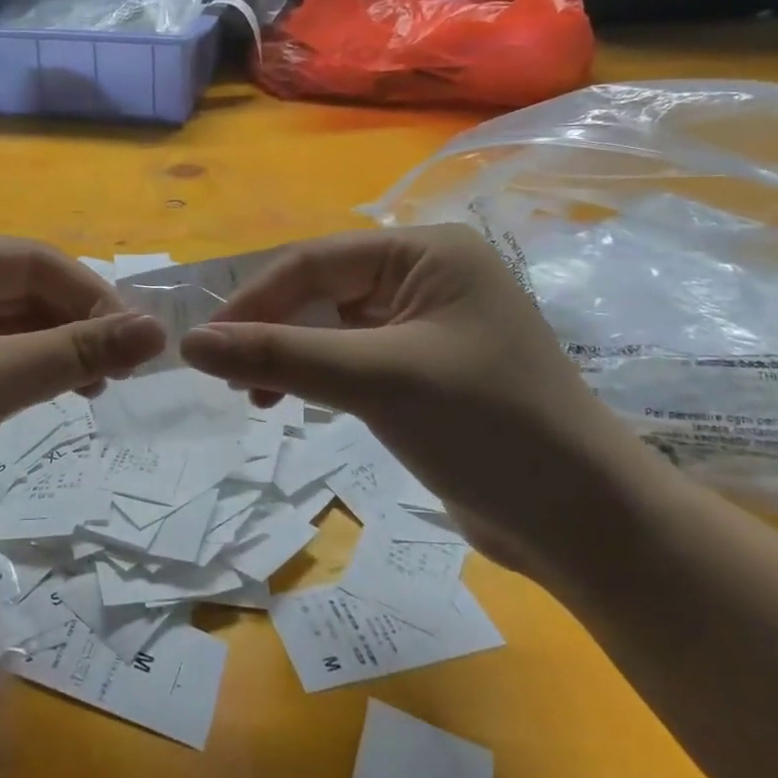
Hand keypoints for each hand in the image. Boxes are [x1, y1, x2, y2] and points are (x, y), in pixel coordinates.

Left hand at [0, 238, 164, 583]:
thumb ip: (72, 352)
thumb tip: (156, 331)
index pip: (29, 260)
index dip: (88, 291)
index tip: (138, 335)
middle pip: (26, 291)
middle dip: (78, 323)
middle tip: (129, 365)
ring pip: (19, 327)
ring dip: (64, 349)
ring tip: (103, 385)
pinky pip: (3, 360)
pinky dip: (39, 373)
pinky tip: (69, 393)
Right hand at [179, 226, 661, 579]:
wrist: (587, 526)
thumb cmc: (487, 429)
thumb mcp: (376, 381)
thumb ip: (280, 355)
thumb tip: (191, 343)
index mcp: (426, 251)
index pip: (314, 263)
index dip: (253, 301)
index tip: (202, 346)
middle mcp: (426, 274)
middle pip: (320, 290)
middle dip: (271, 331)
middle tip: (230, 378)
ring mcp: (426, 322)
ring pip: (330, 325)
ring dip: (288, 355)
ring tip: (256, 396)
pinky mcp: (423, 366)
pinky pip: (350, 355)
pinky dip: (316, 375)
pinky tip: (292, 400)